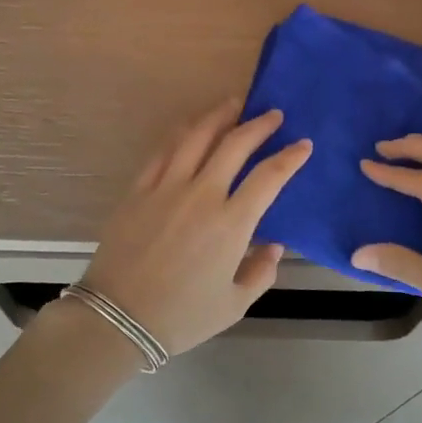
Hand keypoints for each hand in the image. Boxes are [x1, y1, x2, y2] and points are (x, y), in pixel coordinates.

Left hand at [71, 99, 312, 359]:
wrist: (118, 318)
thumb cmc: (182, 316)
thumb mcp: (234, 305)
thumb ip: (261, 272)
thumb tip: (273, 246)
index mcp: (231, 223)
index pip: (269, 177)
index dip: (290, 157)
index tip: (303, 144)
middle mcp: (202, 195)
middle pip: (234, 145)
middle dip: (258, 125)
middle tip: (272, 114)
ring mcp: (166, 187)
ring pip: (197, 137)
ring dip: (219, 116)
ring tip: (234, 104)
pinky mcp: (139, 189)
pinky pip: (163, 151)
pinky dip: (182, 134)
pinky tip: (191, 128)